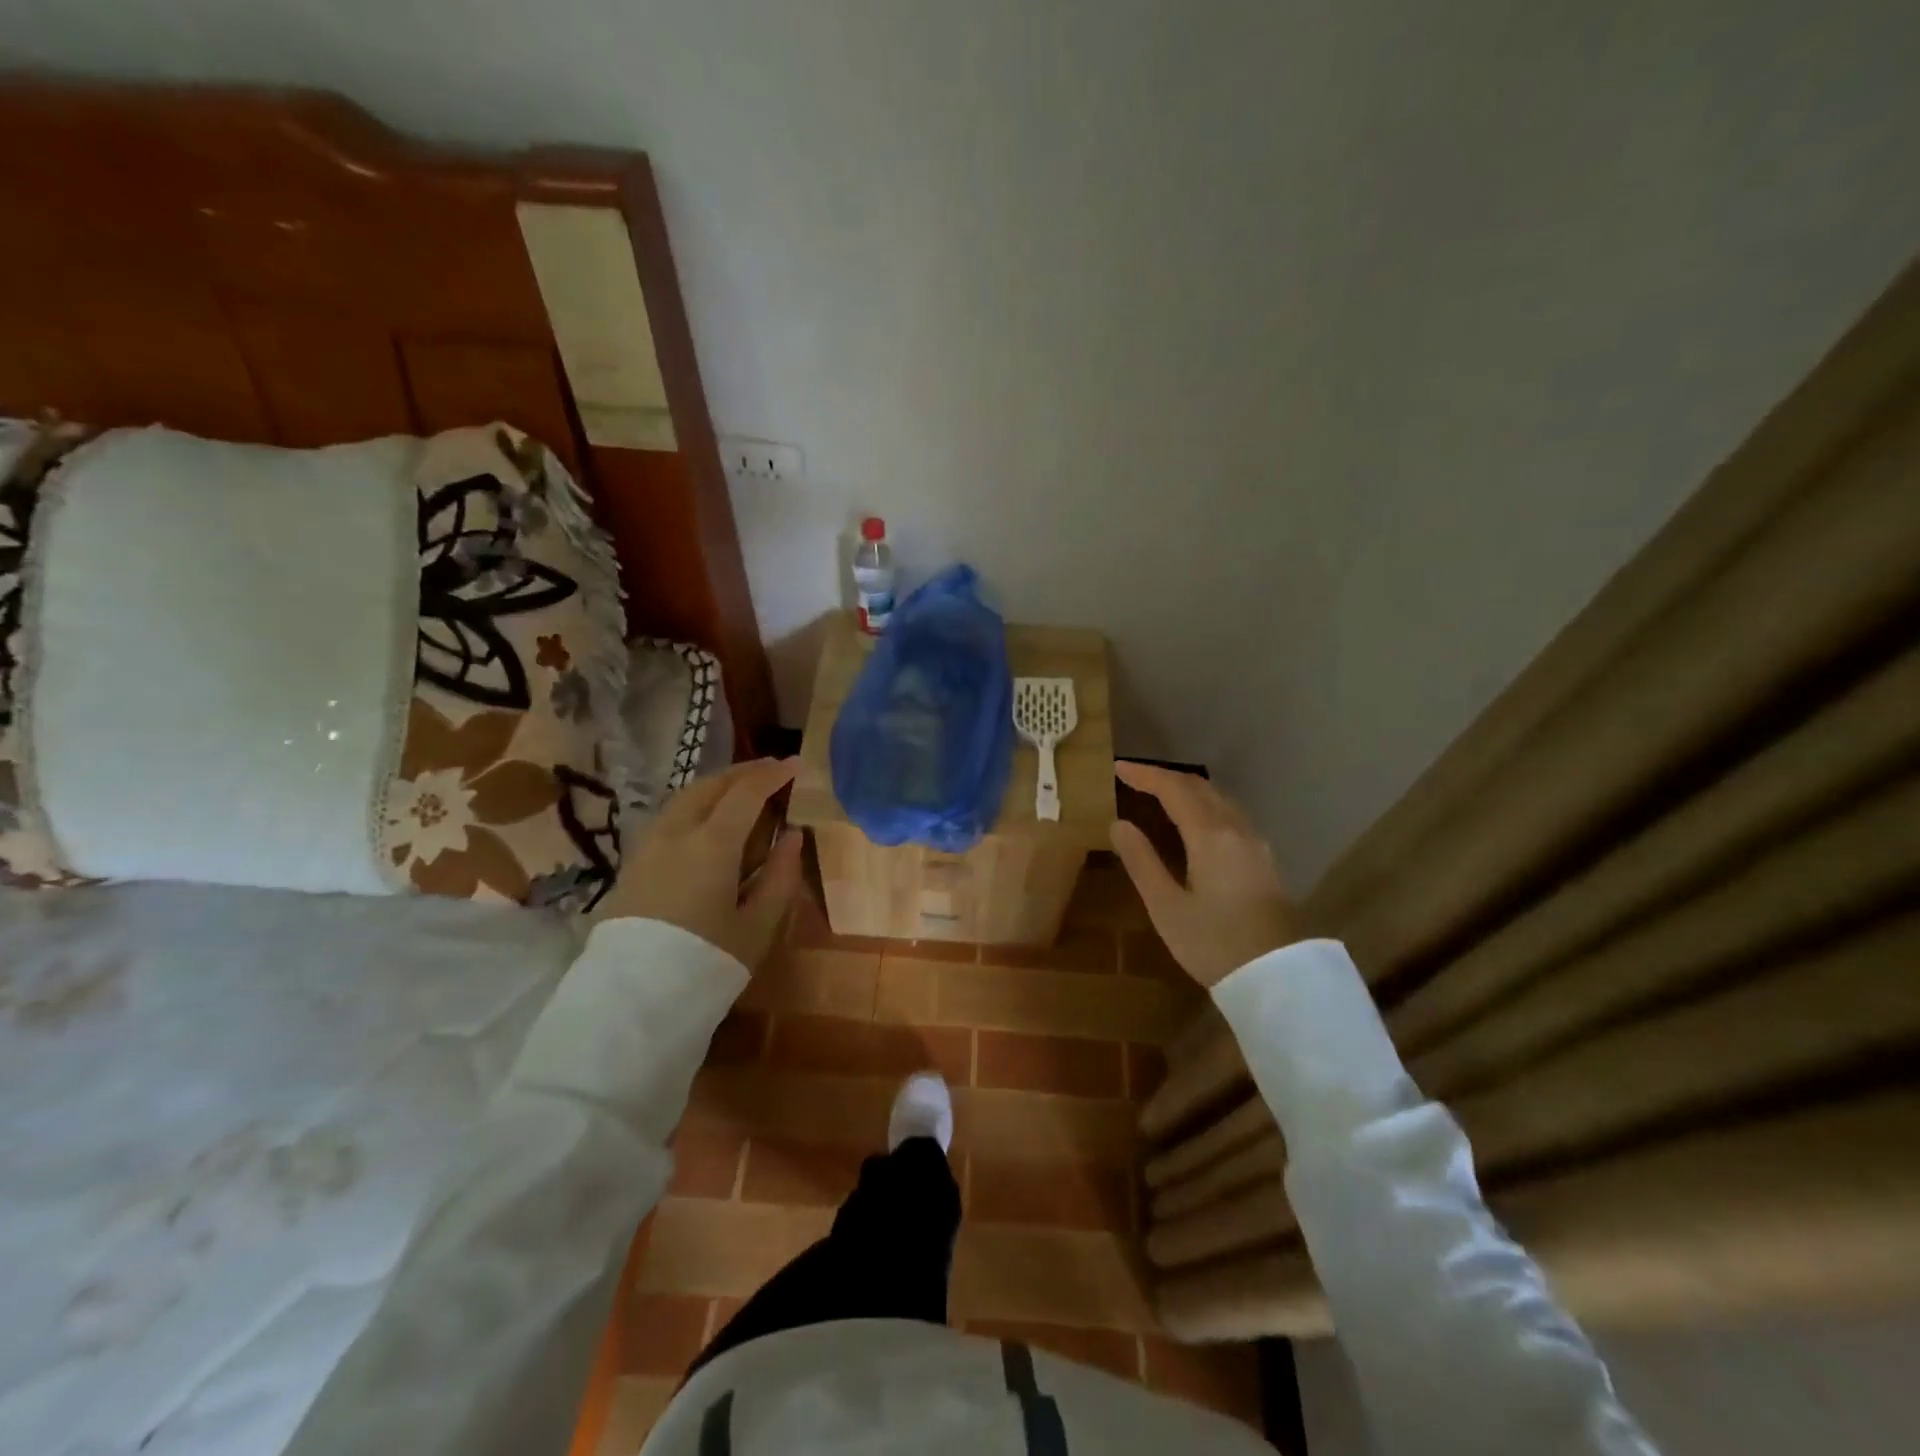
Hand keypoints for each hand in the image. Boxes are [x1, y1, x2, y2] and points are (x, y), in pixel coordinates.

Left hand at [593, 757, 804, 970]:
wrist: (633, 999)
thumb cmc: (707, 961)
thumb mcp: (758, 925)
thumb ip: (781, 876)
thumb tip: (793, 836)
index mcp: (712, 843)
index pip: (746, 793)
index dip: (773, 774)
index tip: (795, 764)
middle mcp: (676, 832)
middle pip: (711, 785)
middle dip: (743, 772)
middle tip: (771, 770)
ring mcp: (649, 844)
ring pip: (685, 797)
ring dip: (717, 785)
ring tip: (742, 790)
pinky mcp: (634, 862)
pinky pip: (670, 815)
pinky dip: (696, 804)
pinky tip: (708, 819)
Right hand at [1108, 761, 1300, 988]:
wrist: (1278, 978)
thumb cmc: (1214, 943)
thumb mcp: (1166, 906)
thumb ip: (1141, 861)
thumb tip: (1118, 824)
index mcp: (1210, 835)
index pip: (1174, 789)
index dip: (1145, 775)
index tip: (1117, 768)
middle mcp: (1236, 829)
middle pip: (1200, 787)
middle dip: (1165, 778)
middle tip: (1135, 779)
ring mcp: (1256, 843)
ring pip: (1219, 799)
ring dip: (1187, 790)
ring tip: (1160, 796)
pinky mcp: (1264, 860)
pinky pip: (1230, 815)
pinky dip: (1204, 805)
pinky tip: (1194, 822)